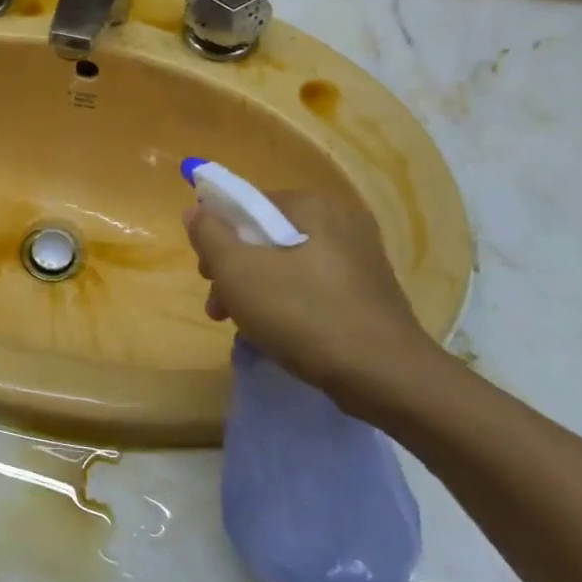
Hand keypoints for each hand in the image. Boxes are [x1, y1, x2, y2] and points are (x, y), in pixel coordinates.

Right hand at [184, 191, 437, 411]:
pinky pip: (312, 288)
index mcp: (314, 207)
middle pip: (266, 236)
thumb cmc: (303, 315)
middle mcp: (341, 223)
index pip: (248, 203)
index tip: (205, 272)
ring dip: (255, 290)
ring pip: (287, 265)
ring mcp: (359, 260)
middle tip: (218, 305)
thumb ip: (210, 234)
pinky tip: (274, 334)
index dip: (217, 234)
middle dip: (234, 269)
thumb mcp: (239, 272)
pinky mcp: (368, 294)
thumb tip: (195, 210)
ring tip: (241, 327)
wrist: (386, 377)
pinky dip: (287, 304)